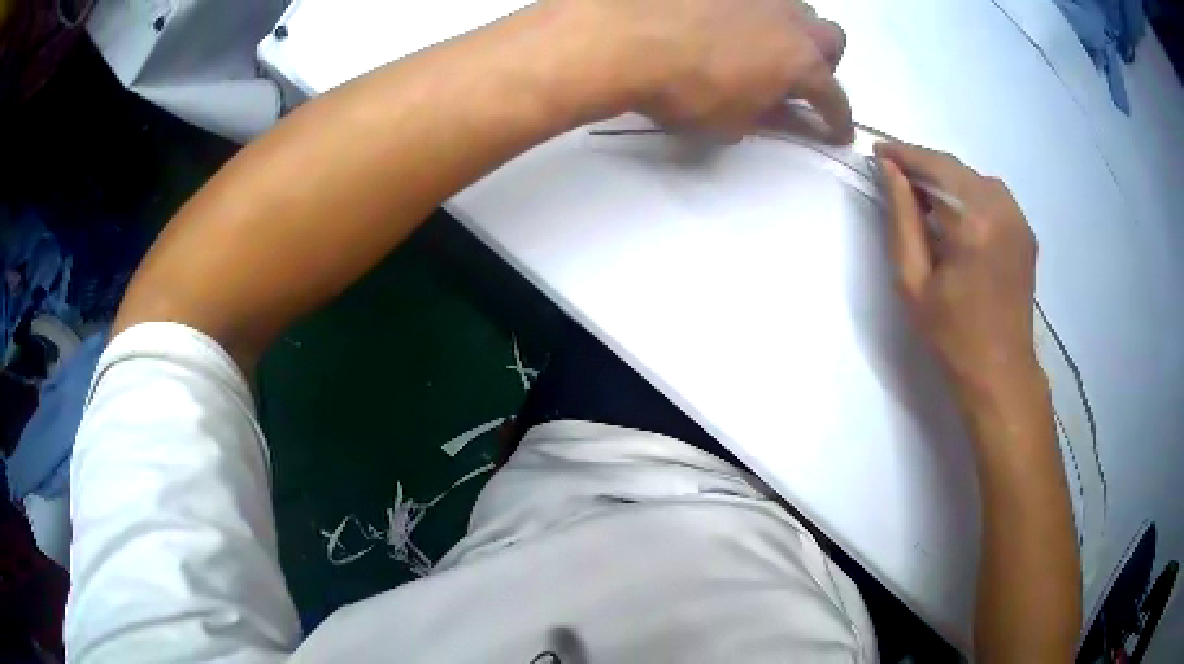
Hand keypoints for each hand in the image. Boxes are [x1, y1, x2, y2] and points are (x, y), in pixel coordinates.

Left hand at [555, 0, 852, 141]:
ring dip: (791, 28)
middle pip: (831, 37)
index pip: (834, 97)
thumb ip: (765, 117)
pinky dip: (749, 11)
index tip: (839, 132)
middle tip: (797, 76)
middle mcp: (789, 19)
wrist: (622, 37)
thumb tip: (781, 113)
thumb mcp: (730, 122)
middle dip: (825, 60)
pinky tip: (722, 20)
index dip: (839, 119)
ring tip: (760, 42)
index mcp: (799, 63)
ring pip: (795, 7)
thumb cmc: (681, 90)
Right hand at [875, 142, 1041, 402]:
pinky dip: (969, 193)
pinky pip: (993, 194)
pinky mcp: (1026, 231)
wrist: (1000, 373)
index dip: (904, 155)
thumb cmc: (951, 336)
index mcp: (973, 223)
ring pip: (975, 178)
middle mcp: (1001, 209)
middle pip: (956, 168)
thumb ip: (902, 219)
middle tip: (896, 175)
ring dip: (947, 179)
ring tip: (925, 198)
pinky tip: (956, 214)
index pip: (934, 168)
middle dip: (924, 165)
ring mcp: (1018, 219)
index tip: (879, 151)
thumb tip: (890, 170)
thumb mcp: (913, 281)